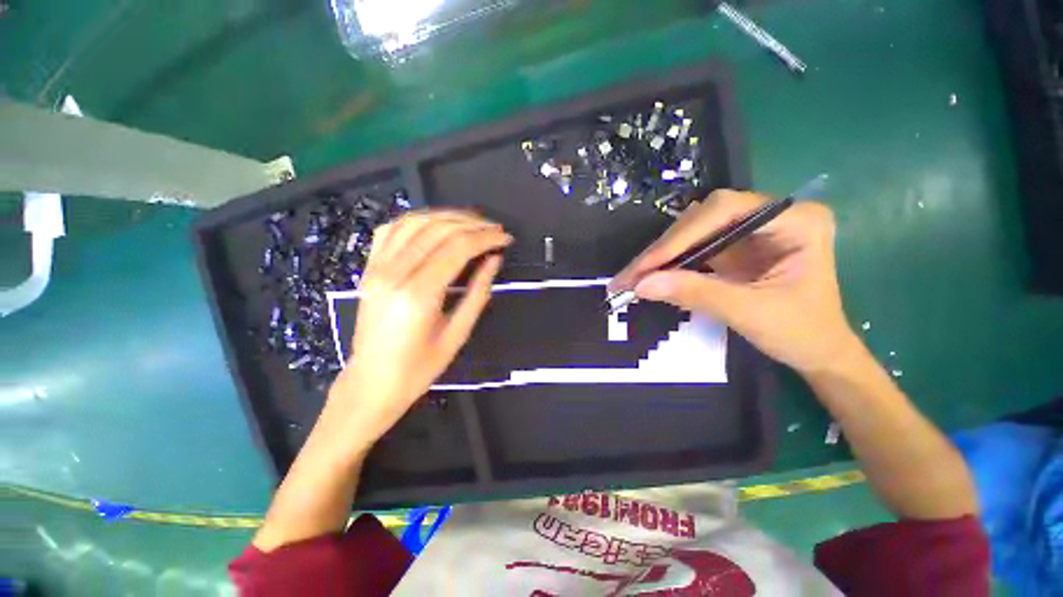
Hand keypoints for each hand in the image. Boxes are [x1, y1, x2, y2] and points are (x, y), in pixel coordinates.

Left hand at [328, 209, 511, 441]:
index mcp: (418, 295)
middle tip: (495, 228)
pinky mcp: (368, 268)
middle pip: (437, 230)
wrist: (371, 383)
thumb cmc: (419, 368)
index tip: (505, 238)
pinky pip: (391, 230)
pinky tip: (436, 223)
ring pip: (414, 222)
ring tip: (472, 221)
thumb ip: (478, 293)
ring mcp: (376, 268)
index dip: (485, 238)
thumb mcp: (457, 334)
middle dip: (472, 224)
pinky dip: (417, 219)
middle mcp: (393, 274)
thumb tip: (494, 260)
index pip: (456, 248)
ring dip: (447, 216)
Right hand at [609, 189, 859, 374]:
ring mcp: (749, 231)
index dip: (681, 236)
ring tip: (633, 277)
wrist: (817, 352)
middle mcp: (770, 216)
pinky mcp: (733, 248)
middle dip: (664, 249)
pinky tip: (650, 276)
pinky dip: (669, 264)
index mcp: (794, 220)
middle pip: (703, 219)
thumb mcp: (749, 313)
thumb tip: (642, 285)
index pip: (725, 211)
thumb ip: (696, 294)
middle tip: (630, 275)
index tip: (646, 266)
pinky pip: (693, 248)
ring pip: (693, 232)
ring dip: (661, 256)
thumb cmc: (800, 333)